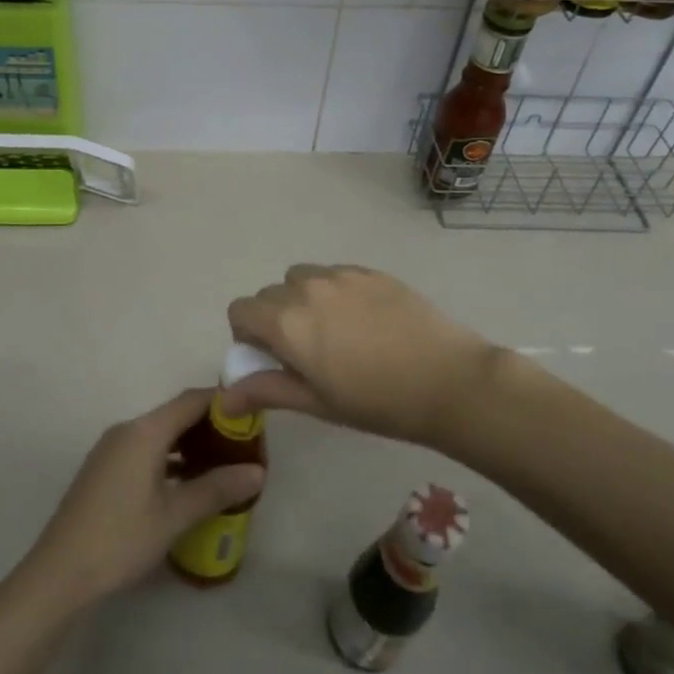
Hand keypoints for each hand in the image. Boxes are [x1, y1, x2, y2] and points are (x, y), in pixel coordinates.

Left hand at [20, 390, 264, 609]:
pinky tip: (187, 483)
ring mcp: (111, 449)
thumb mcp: (174, 516)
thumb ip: (216, 489)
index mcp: (144, 431)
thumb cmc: (120, 538)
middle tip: (244, 446)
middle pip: (175, 415)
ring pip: (159, 434)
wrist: (59, 573)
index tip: (252, 415)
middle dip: (210, 426)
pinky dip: (169, 458)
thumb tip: (258, 471)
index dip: (223, 403)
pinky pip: (145, 450)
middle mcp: (127, 430)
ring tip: (223, 464)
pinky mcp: (104, 469)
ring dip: (190, 444)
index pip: (191, 401)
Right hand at [223, 264, 510, 445]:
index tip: (272, 358)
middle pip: (269, 294)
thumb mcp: (317, 402)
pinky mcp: (371, 271)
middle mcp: (306, 288)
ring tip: (335, 332)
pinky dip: (334, 292)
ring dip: (303, 300)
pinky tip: (365, 321)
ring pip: (302, 278)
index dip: (248, 335)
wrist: (449, 381)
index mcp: (286, 322)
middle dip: (275, 319)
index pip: (240, 311)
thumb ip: (266, 390)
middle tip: (306, 352)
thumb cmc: (378, 402)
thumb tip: (223, 398)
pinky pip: (335, 274)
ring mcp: (341, 275)